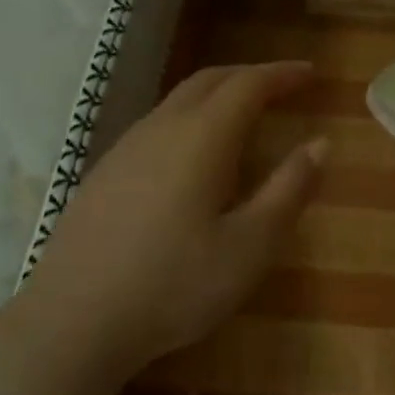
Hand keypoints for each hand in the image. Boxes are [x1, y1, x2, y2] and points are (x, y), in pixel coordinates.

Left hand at [12, 61, 325, 378]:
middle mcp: (161, 129)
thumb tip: (321, 143)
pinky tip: (193, 156)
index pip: (248, 85)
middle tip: (283, 86)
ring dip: (217, 95)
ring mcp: (125, 149)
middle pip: (209, 81)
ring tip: (245, 115)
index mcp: (202, 137)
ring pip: (178, 101)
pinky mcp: (103, 174)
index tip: (312, 73)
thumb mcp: (250, 245)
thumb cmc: (174, 284)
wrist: (73, 321)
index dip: (282, 74)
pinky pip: (157, 125)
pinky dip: (190, 118)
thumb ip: (289, 189)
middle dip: (250, 76)